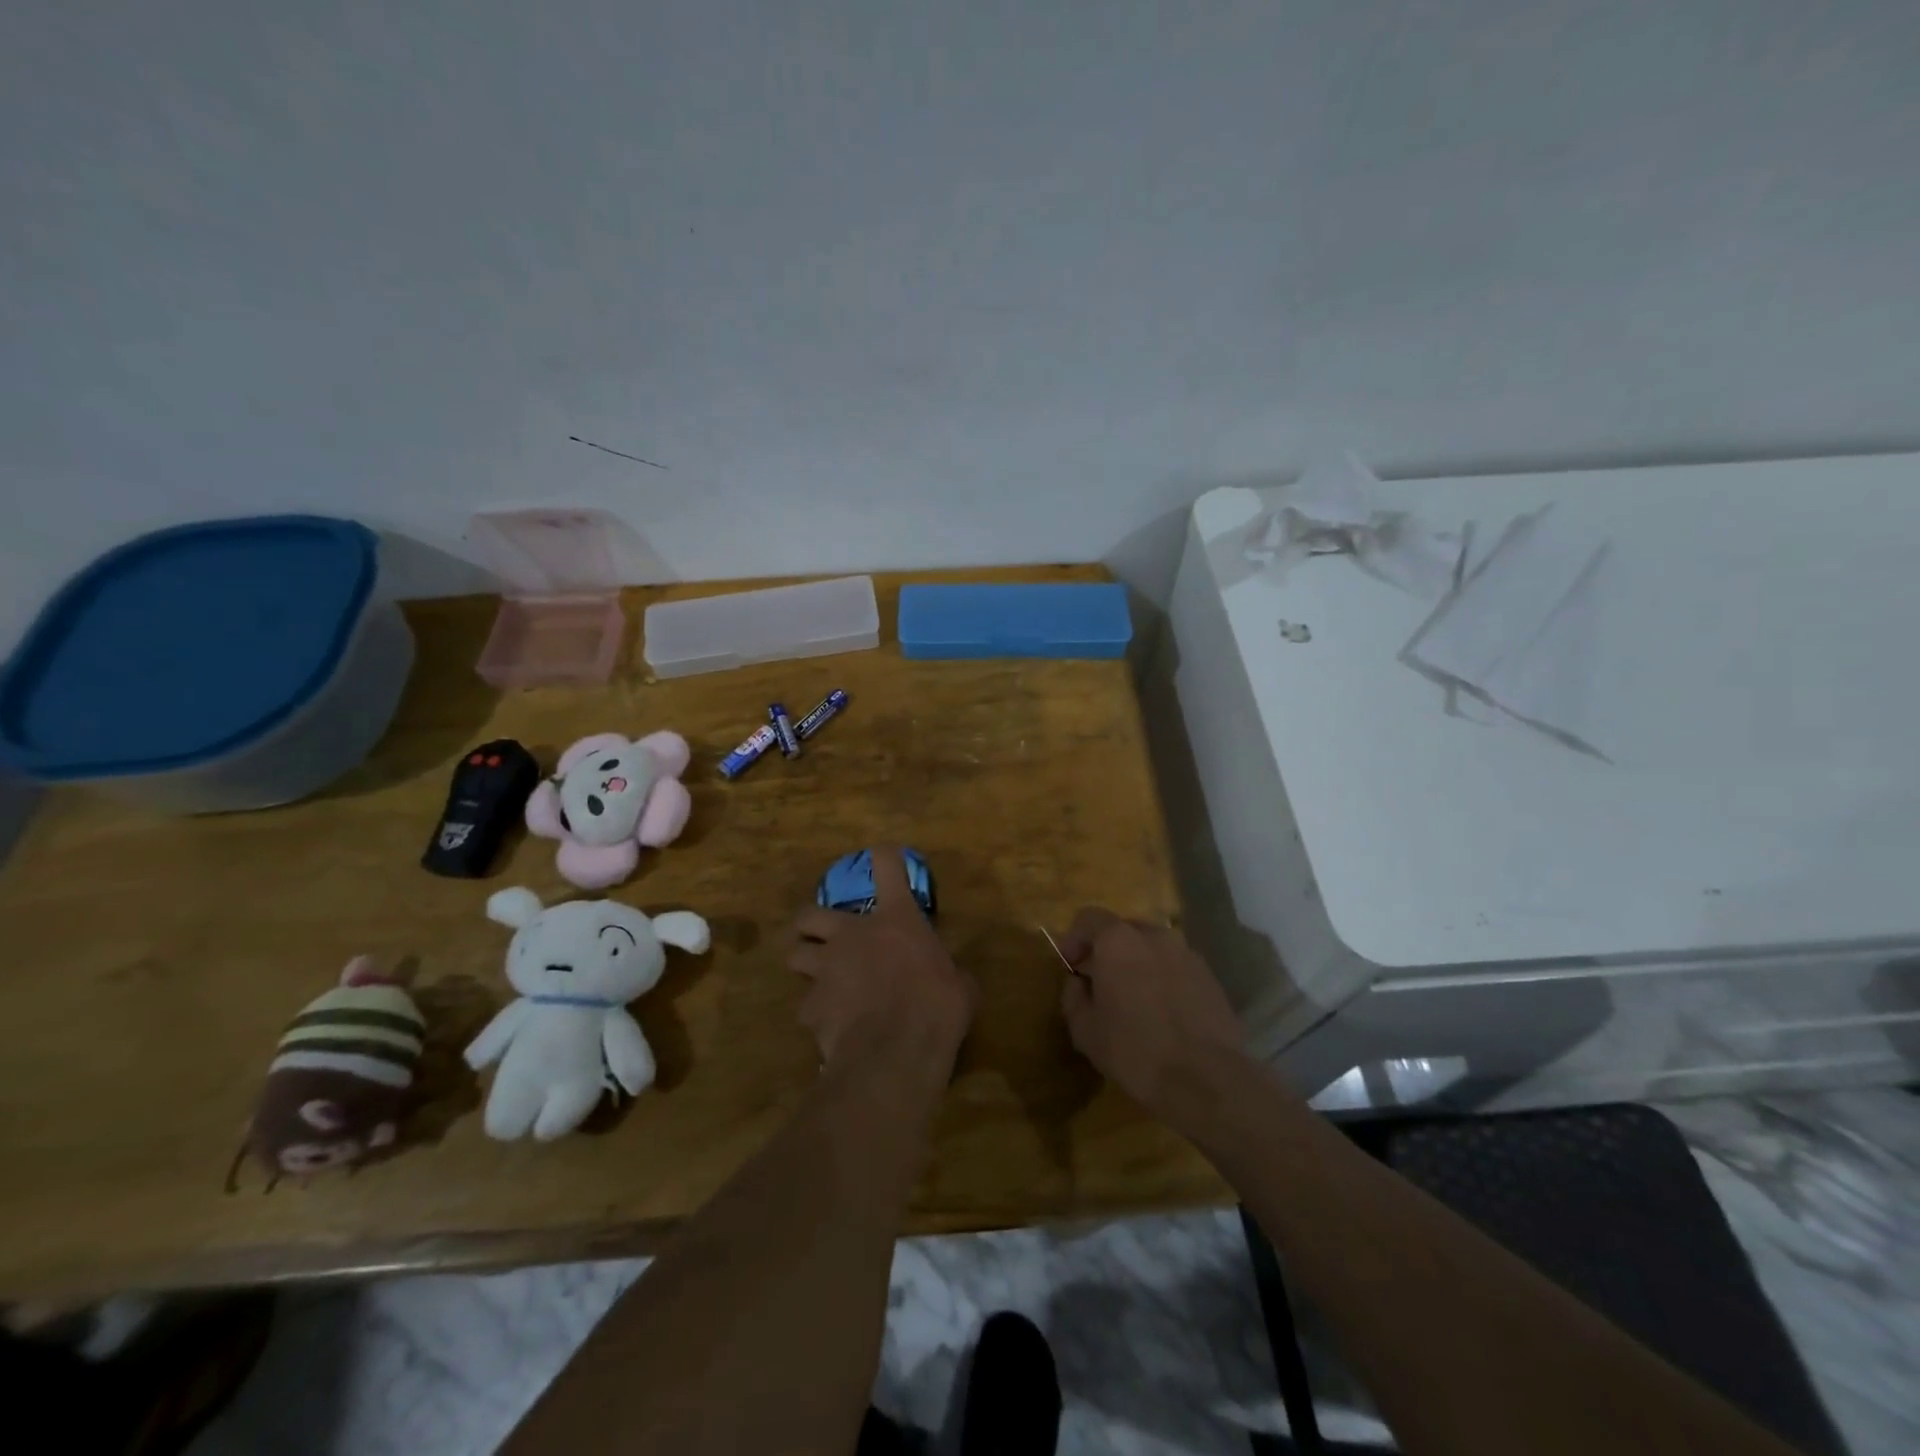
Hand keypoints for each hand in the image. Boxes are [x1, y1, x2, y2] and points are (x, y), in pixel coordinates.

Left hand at [786, 847, 976, 1081]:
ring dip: (805, 962)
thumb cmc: (937, 1008)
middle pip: (810, 912)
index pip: (886, 866)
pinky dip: (816, 1013)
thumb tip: (957, 982)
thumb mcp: (960, 987)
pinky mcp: (811, 1007)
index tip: (884, 855)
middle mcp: (852, 935)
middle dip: (811, 922)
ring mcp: (826, 969)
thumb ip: (952, 975)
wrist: (895, 1051)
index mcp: (896, 919)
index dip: (884, 857)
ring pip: (794, 954)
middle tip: (823, 935)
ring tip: (818, 978)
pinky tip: (829, 1026)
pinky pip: (806, 1006)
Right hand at [1056, 909, 1247, 1128]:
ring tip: (1135, 999)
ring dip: (1139, 964)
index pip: (1089, 917)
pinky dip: (1164, 979)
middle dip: (1108, 950)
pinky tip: (1164, 1012)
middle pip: (1123, 929)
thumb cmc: (1135, 1051)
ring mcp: (1187, 954)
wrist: (1206, 1080)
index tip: (1071, 966)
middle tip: (1101, 982)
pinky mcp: (1210, 977)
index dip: (1074, 939)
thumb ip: (1073, 996)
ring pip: (1153, 948)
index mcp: (1118, 941)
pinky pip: (1177, 967)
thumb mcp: (1085, 1030)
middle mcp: (1154, 936)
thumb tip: (1079, 983)